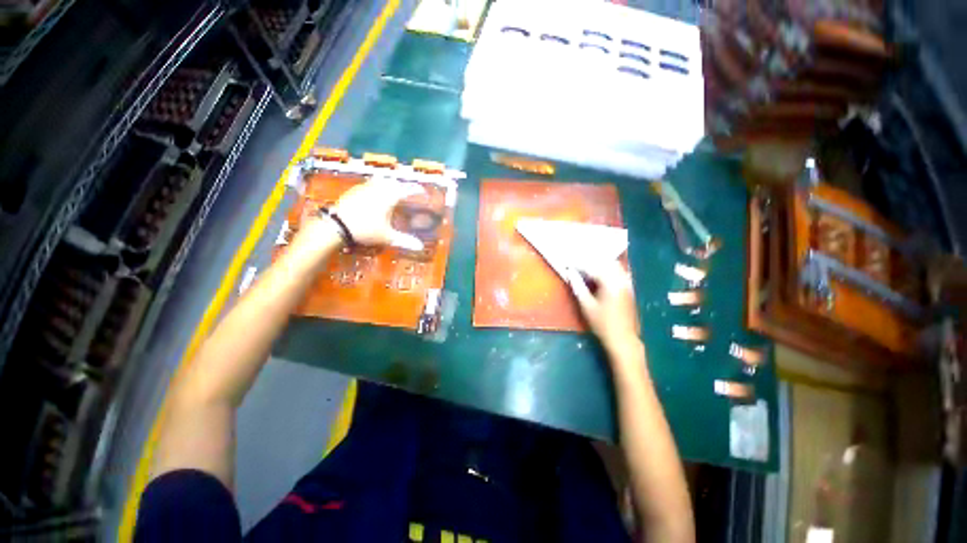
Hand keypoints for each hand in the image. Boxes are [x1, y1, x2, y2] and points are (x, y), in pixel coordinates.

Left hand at [332, 177, 424, 249]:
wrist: (336, 226)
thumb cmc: (365, 230)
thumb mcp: (387, 237)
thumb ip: (404, 241)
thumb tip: (421, 247)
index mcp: (389, 198)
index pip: (406, 190)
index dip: (416, 190)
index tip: (422, 191)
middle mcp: (378, 189)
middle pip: (394, 182)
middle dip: (402, 186)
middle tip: (407, 193)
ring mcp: (365, 188)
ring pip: (380, 180)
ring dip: (389, 184)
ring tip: (392, 192)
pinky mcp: (354, 190)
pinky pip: (369, 184)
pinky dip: (376, 187)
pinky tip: (374, 195)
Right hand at [567, 262, 639, 351]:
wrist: (623, 339)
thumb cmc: (602, 324)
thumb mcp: (586, 306)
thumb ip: (578, 287)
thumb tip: (570, 273)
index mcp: (610, 283)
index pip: (592, 267)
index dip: (578, 264)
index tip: (568, 263)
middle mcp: (621, 279)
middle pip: (604, 262)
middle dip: (590, 261)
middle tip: (577, 264)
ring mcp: (627, 283)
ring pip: (613, 265)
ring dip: (600, 263)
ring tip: (587, 267)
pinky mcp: (629, 287)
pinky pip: (619, 271)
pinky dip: (609, 269)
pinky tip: (600, 274)